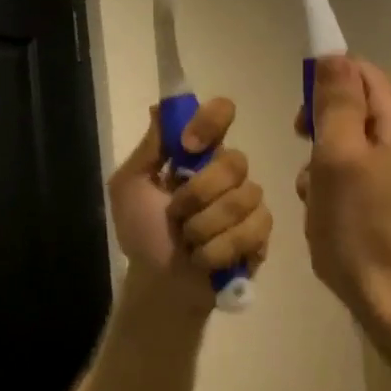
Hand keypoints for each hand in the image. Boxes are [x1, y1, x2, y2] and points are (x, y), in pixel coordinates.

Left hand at [109, 98, 271, 311]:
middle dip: (199, 194)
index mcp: (199, 153)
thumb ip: (150, 148)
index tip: (188, 146)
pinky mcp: (261, 233)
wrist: (157, 284)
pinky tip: (205, 259)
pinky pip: (253, 229)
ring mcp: (249, 201)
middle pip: (235, 161)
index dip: (211, 122)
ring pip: (243, 198)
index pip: (221, 114)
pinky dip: (220, 249)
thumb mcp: (129, 187)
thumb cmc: (142, 232)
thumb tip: (161, 106)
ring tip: (188, 242)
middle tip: (176, 215)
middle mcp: (228, 170)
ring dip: (205, 227)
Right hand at [297, 57, 390, 325]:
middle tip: (308, 168)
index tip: (300, 125)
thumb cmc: (362, 228)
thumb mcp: (337, 156)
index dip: (321, 88)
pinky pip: (367, 173)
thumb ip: (336, 100)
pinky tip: (336, 217)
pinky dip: (345, 187)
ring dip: (328, 165)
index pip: (355, 70)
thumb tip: (333, 53)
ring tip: (319, 201)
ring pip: (356, 144)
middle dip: (323, 133)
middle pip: (357, 107)